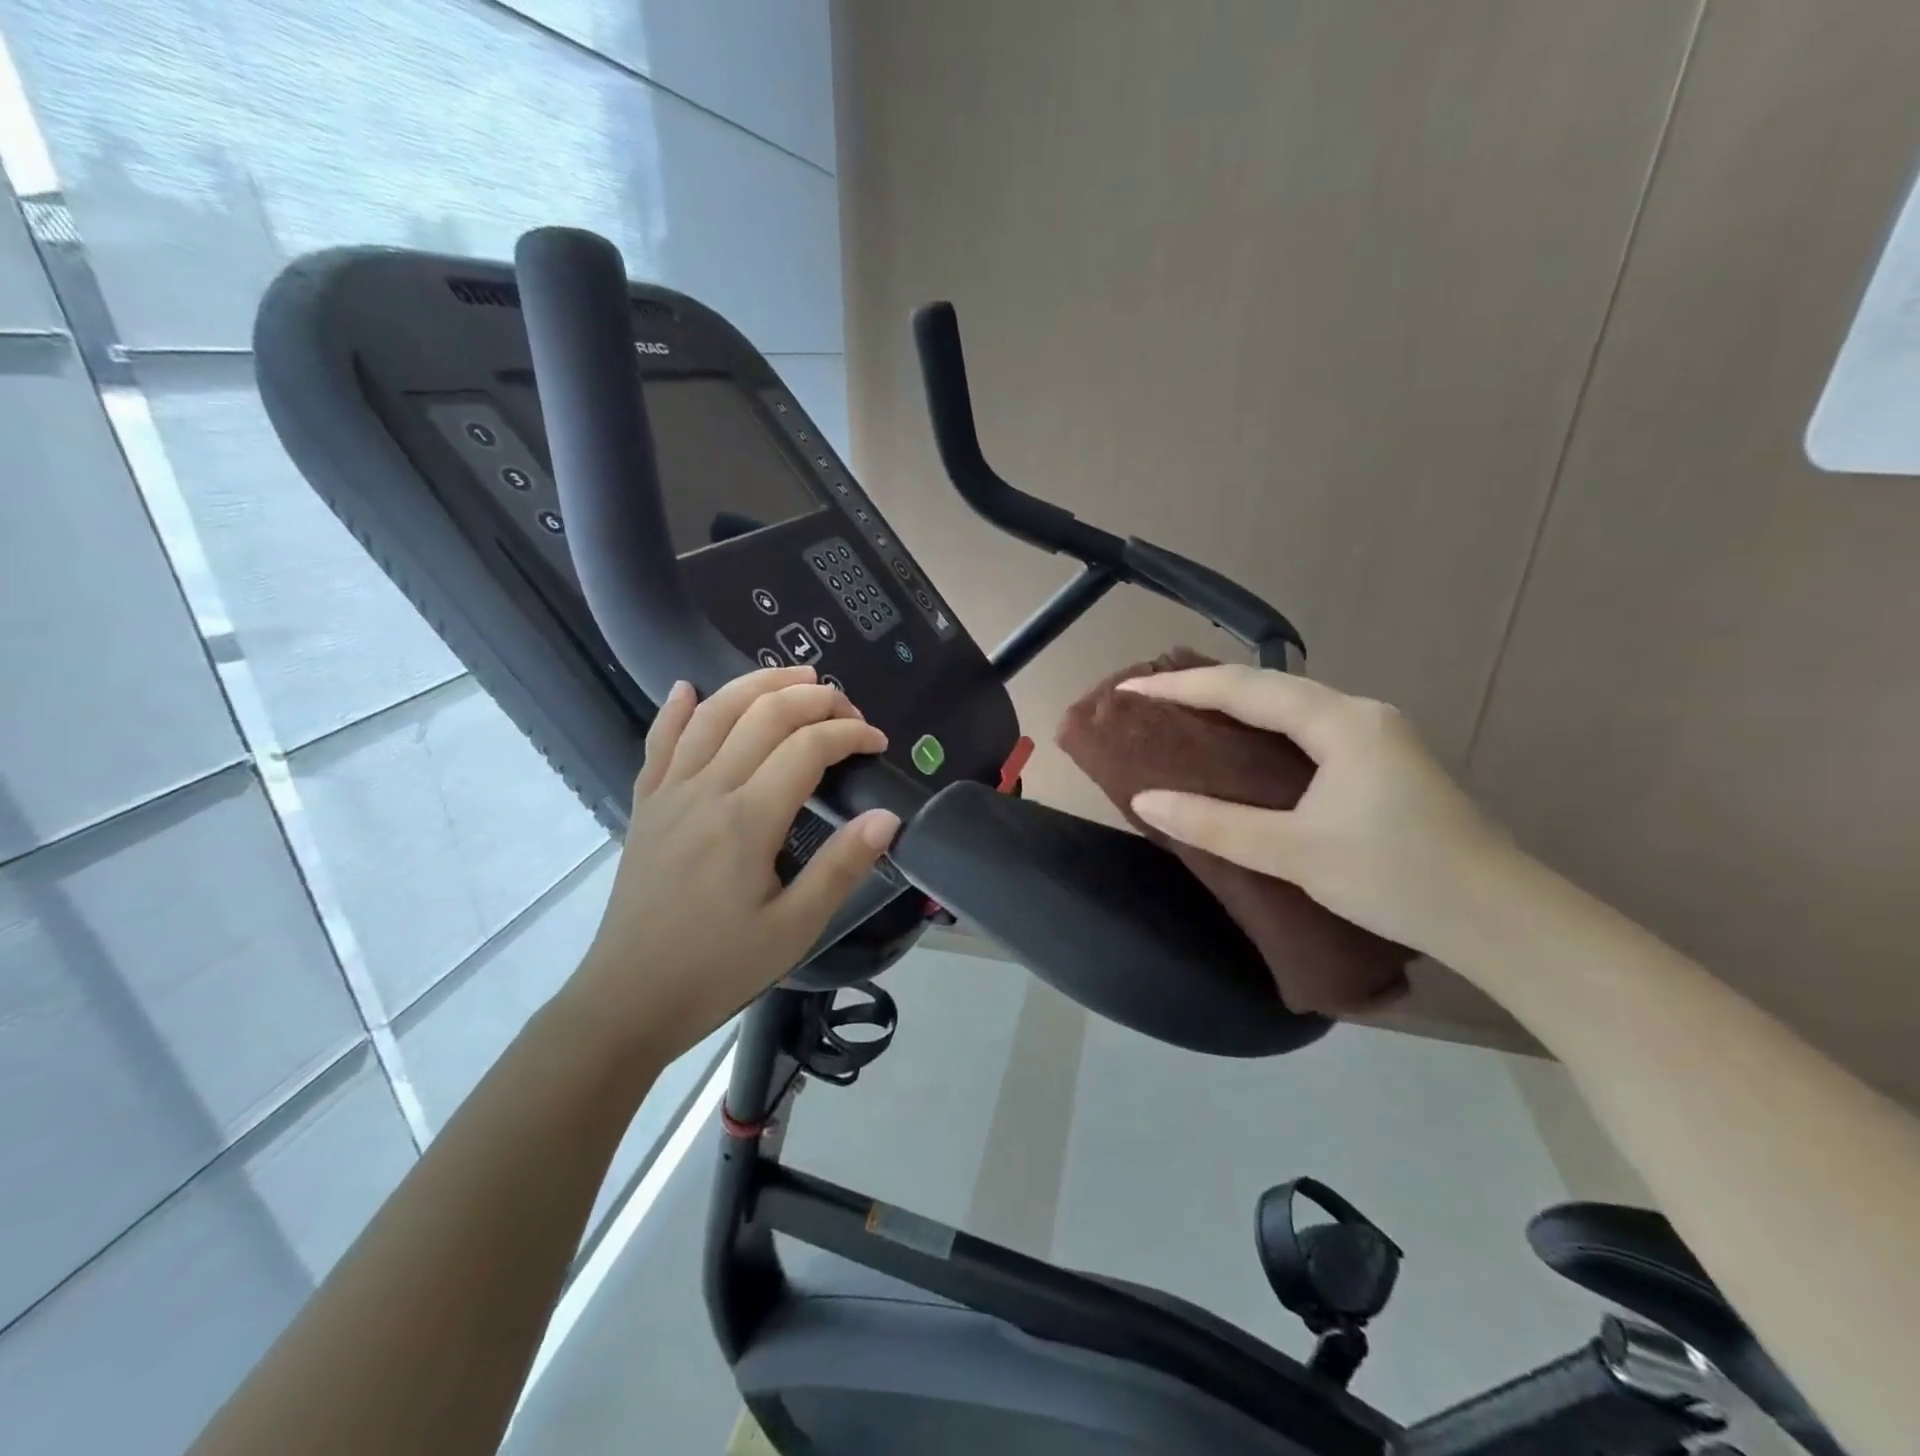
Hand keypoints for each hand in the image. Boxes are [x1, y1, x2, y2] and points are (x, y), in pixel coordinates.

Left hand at [568, 667, 899, 1056]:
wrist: (628, 999)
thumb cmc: (717, 968)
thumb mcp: (794, 928)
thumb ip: (842, 867)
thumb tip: (888, 817)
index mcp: (747, 820)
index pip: (807, 748)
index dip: (849, 734)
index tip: (877, 743)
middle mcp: (707, 790)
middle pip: (763, 715)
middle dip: (813, 698)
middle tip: (847, 706)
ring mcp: (669, 792)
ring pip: (713, 714)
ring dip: (756, 685)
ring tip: (794, 676)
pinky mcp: (646, 805)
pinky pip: (659, 742)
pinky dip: (676, 709)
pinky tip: (688, 687)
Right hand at [1119, 666, 1516, 957]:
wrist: (1500, 918)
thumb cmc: (1396, 877)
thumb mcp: (1295, 852)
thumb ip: (1216, 824)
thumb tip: (1146, 799)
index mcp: (1340, 722)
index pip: (1244, 689)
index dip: (1180, 686)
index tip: (1129, 688)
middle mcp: (1359, 713)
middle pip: (1268, 684)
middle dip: (1204, 685)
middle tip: (1150, 697)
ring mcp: (1376, 734)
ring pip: (1290, 704)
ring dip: (1235, 703)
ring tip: (1184, 712)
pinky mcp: (1382, 760)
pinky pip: (1306, 726)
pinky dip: (1262, 727)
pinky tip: (1243, 744)